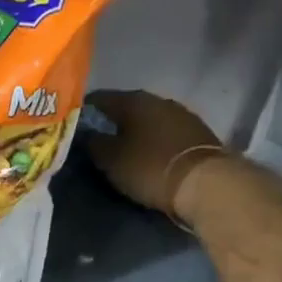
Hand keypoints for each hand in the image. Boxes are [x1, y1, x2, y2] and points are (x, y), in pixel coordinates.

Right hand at [85, 90, 228, 218]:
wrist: (206, 182)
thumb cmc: (150, 168)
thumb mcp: (111, 161)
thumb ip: (94, 144)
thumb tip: (86, 134)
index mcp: (133, 100)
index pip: (99, 98)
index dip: (84, 111)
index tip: (75, 126)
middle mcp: (158, 99)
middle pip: (126, 107)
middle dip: (112, 121)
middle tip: (98, 139)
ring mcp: (182, 113)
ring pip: (149, 118)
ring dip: (136, 130)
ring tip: (124, 147)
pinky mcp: (198, 132)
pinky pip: (166, 131)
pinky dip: (154, 139)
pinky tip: (149, 152)